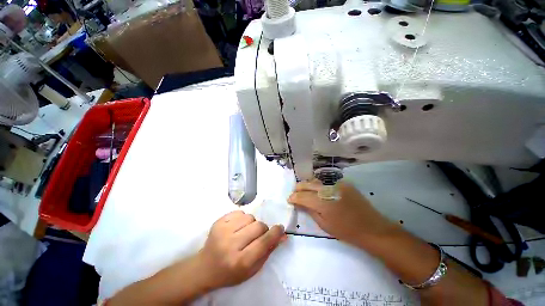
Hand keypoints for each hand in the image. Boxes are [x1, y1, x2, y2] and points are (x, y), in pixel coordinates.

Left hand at [197, 211, 286, 289]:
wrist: (205, 268)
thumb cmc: (231, 272)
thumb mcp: (252, 269)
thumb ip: (268, 251)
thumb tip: (282, 235)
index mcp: (240, 261)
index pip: (263, 242)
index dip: (275, 233)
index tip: (280, 228)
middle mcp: (230, 244)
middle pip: (258, 226)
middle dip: (263, 229)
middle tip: (258, 235)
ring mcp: (222, 231)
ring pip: (250, 217)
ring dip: (252, 223)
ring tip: (245, 232)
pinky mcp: (218, 222)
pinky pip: (239, 212)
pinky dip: (242, 218)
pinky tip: (237, 227)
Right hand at [288, 180, 395, 246]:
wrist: (372, 228)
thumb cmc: (347, 231)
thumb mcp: (324, 225)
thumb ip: (310, 211)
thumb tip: (300, 203)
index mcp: (323, 203)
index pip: (302, 196)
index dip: (294, 197)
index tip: (289, 199)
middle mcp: (328, 190)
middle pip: (308, 184)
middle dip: (298, 188)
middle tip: (294, 193)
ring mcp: (337, 185)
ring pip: (316, 181)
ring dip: (308, 185)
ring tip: (304, 191)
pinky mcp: (344, 183)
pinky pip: (327, 183)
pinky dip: (320, 187)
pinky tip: (320, 192)